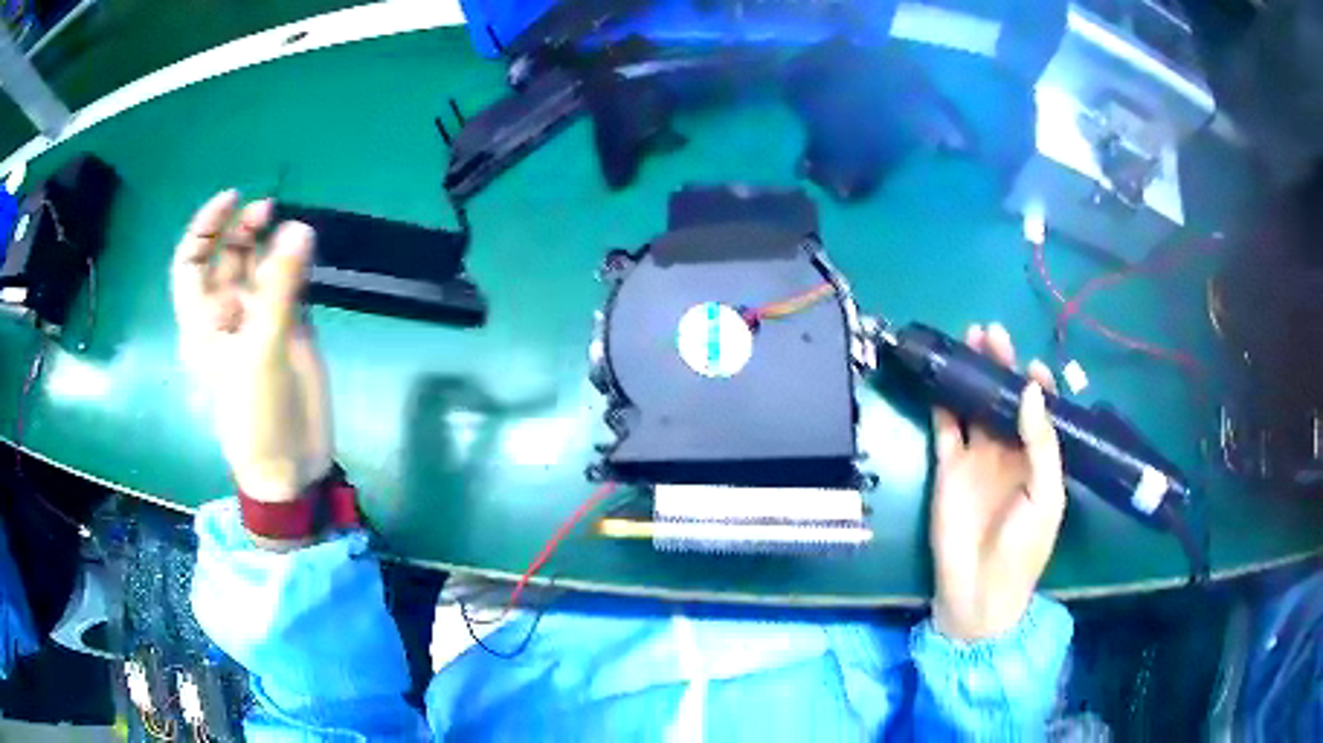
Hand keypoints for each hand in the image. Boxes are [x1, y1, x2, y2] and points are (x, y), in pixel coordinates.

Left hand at [171, 190, 331, 503]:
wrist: (292, 464)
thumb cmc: (257, 417)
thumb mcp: (260, 352)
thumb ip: (279, 289)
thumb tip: (300, 228)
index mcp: (204, 324)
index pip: (191, 265)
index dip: (205, 229)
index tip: (232, 199)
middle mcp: (227, 317)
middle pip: (227, 260)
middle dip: (242, 231)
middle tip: (269, 210)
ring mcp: (259, 322)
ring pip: (260, 268)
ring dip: (273, 244)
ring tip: (296, 230)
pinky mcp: (288, 329)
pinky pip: (289, 284)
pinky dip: (297, 264)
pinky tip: (308, 252)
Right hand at [929, 323, 1065, 641]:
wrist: (979, 589)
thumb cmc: (1024, 547)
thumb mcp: (1046, 497)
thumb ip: (1042, 444)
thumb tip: (1032, 390)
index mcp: (1038, 458)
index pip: (1040, 411)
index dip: (1037, 384)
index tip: (1031, 362)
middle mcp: (1009, 451)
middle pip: (1005, 400)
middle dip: (1000, 366)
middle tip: (991, 333)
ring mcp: (977, 458)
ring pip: (975, 406)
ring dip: (972, 376)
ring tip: (969, 340)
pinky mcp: (948, 467)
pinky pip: (946, 428)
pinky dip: (943, 404)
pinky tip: (942, 379)